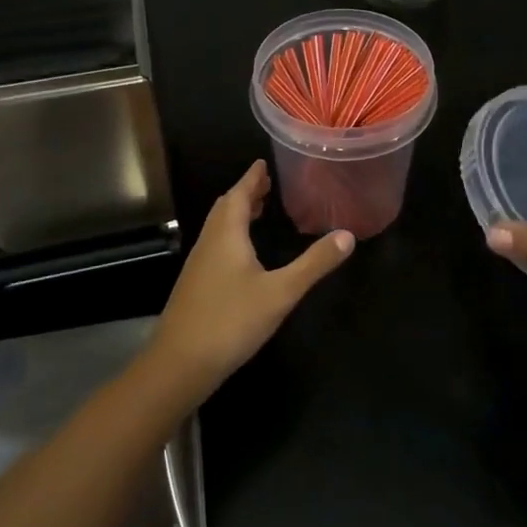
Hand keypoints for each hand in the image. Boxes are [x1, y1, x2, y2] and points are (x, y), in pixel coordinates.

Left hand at [149, 161, 354, 400]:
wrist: (179, 364)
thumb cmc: (231, 321)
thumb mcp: (280, 292)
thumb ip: (314, 263)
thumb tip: (348, 235)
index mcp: (227, 233)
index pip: (239, 193)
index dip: (252, 177)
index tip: (264, 162)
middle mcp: (209, 242)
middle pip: (226, 207)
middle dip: (246, 193)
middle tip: (267, 184)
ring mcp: (199, 264)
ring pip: (219, 227)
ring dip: (237, 213)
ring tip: (259, 210)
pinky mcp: (196, 285)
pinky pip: (216, 245)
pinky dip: (232, 235)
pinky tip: (244, 254)